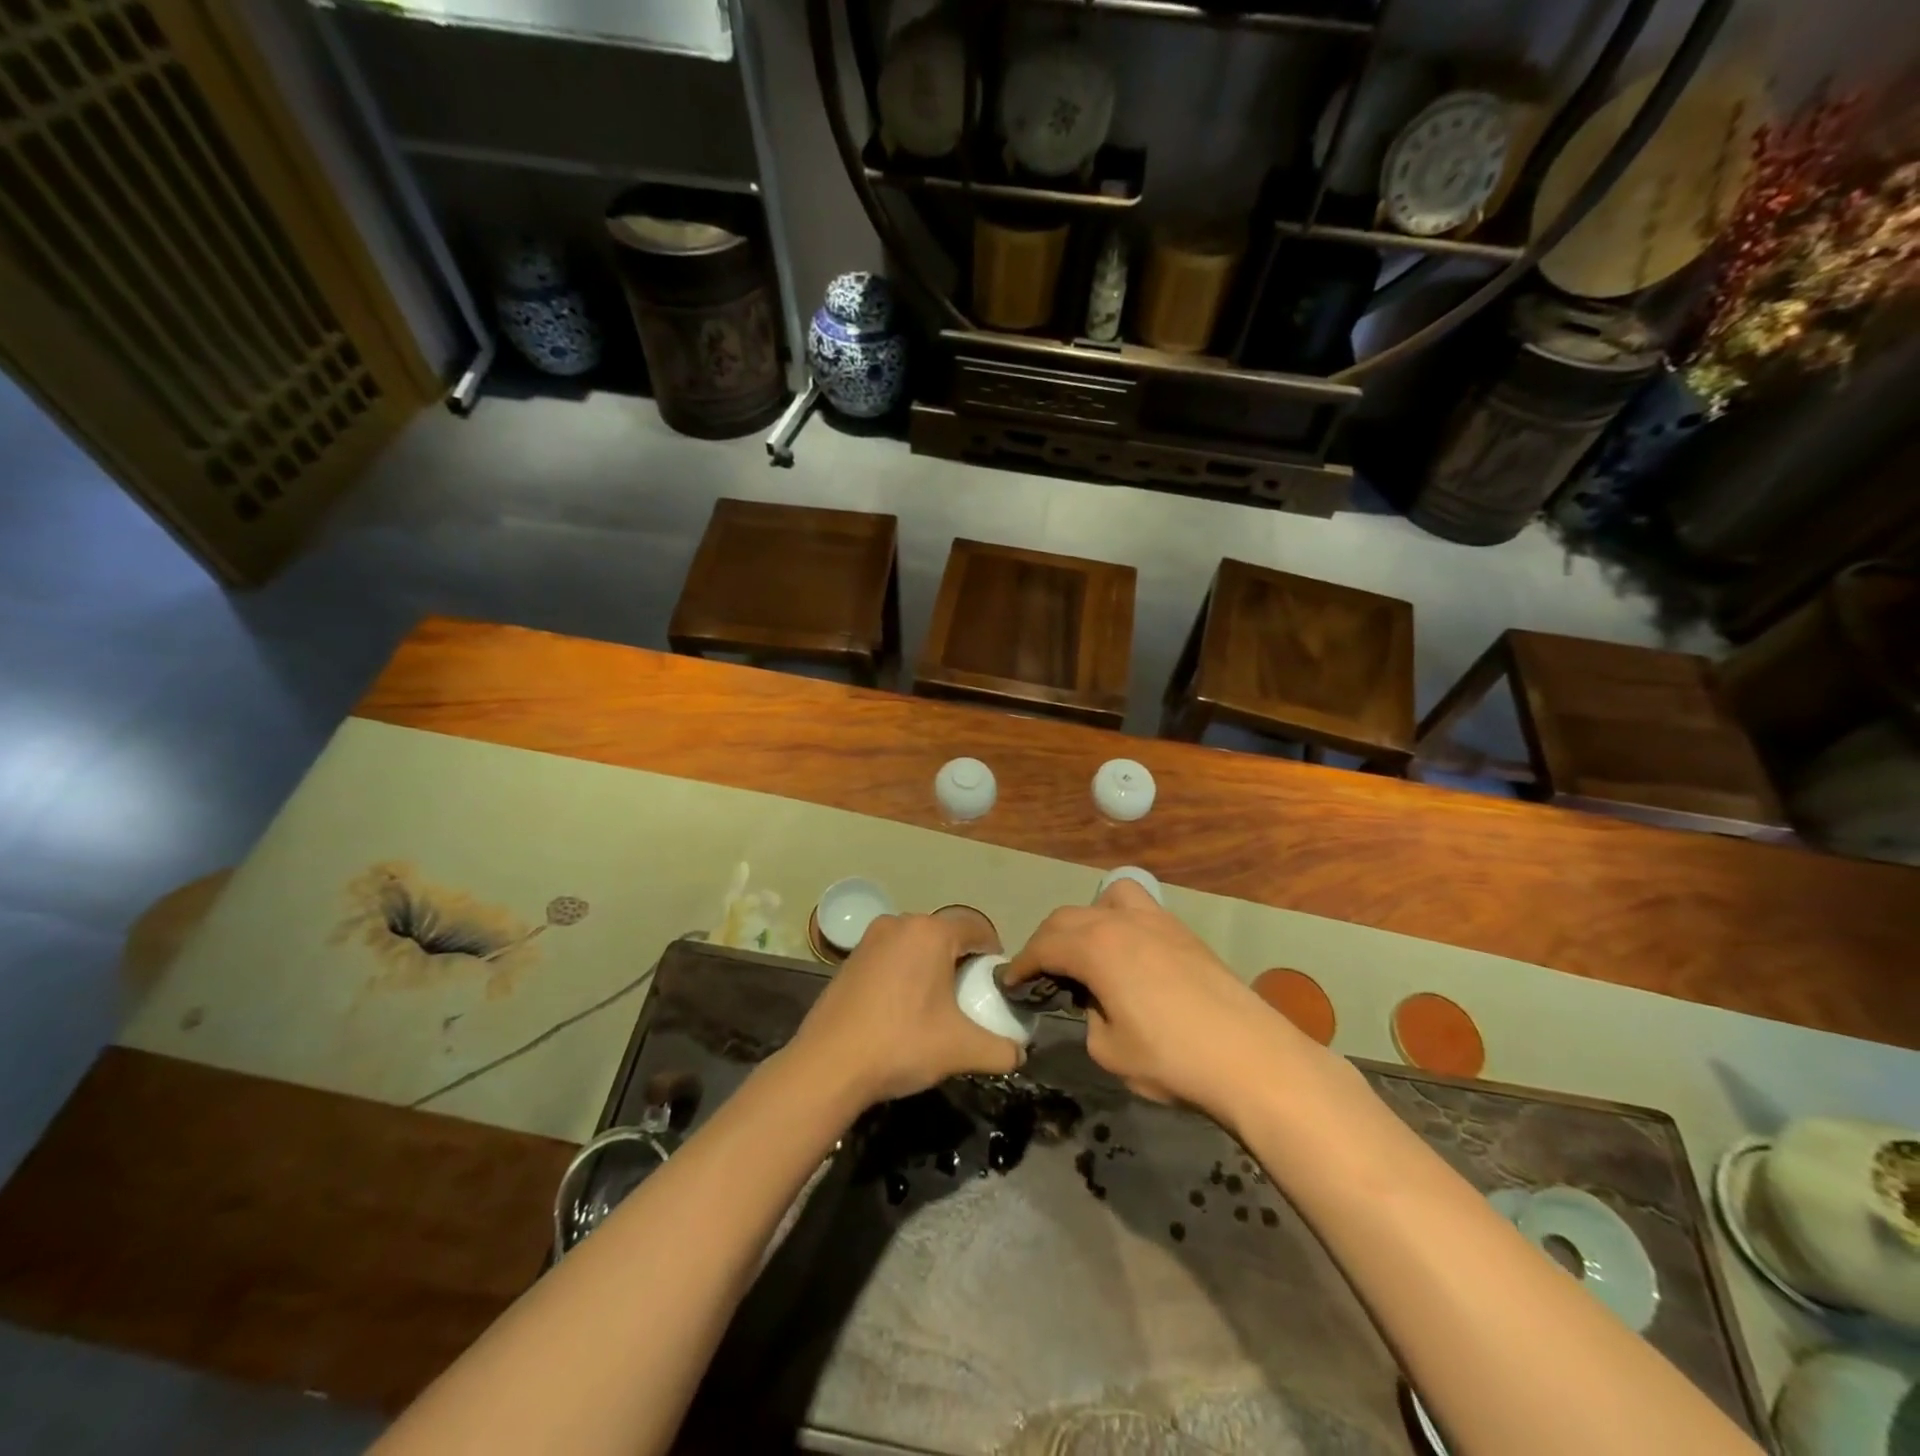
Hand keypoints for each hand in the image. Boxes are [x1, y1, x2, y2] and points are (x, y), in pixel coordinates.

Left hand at [789, 910, 1022, 1106]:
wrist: (828, 1065)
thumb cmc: (901, 1044)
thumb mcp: (961, 1049)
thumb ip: (1001, 1050)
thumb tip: (1020, 1054)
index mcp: (931, 933)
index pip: (977, 927)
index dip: (993, 952)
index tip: (996, 982)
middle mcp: (900, 923)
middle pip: (945, 933)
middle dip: (962, 960)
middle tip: (970, 996)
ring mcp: (871, 938)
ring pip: (916, 944)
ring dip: (932, 965)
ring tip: (937, 1004)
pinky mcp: (850, 957)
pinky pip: (892, 955)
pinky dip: (905, 972)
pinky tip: (903, 1008)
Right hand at [1008, 880, 1313, 1122]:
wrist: (1251, 1057)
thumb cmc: (1172, 1059)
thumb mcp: (1109, 1051)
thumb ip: (1089, 1018)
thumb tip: (1095, 1004)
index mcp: (1095, 948)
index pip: (1044, 946)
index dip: (1022, 965)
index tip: (1011, 983)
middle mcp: (1120, 921)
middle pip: (1067, 918)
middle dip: (1046, 942)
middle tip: (1040, 973)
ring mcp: (1155, 920)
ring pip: (1104, 900)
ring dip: (1083, 921)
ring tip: (1084, 953)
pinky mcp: (1182, 931)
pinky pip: (1136, 908)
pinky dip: (1117, 921)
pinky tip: (1126, 955)